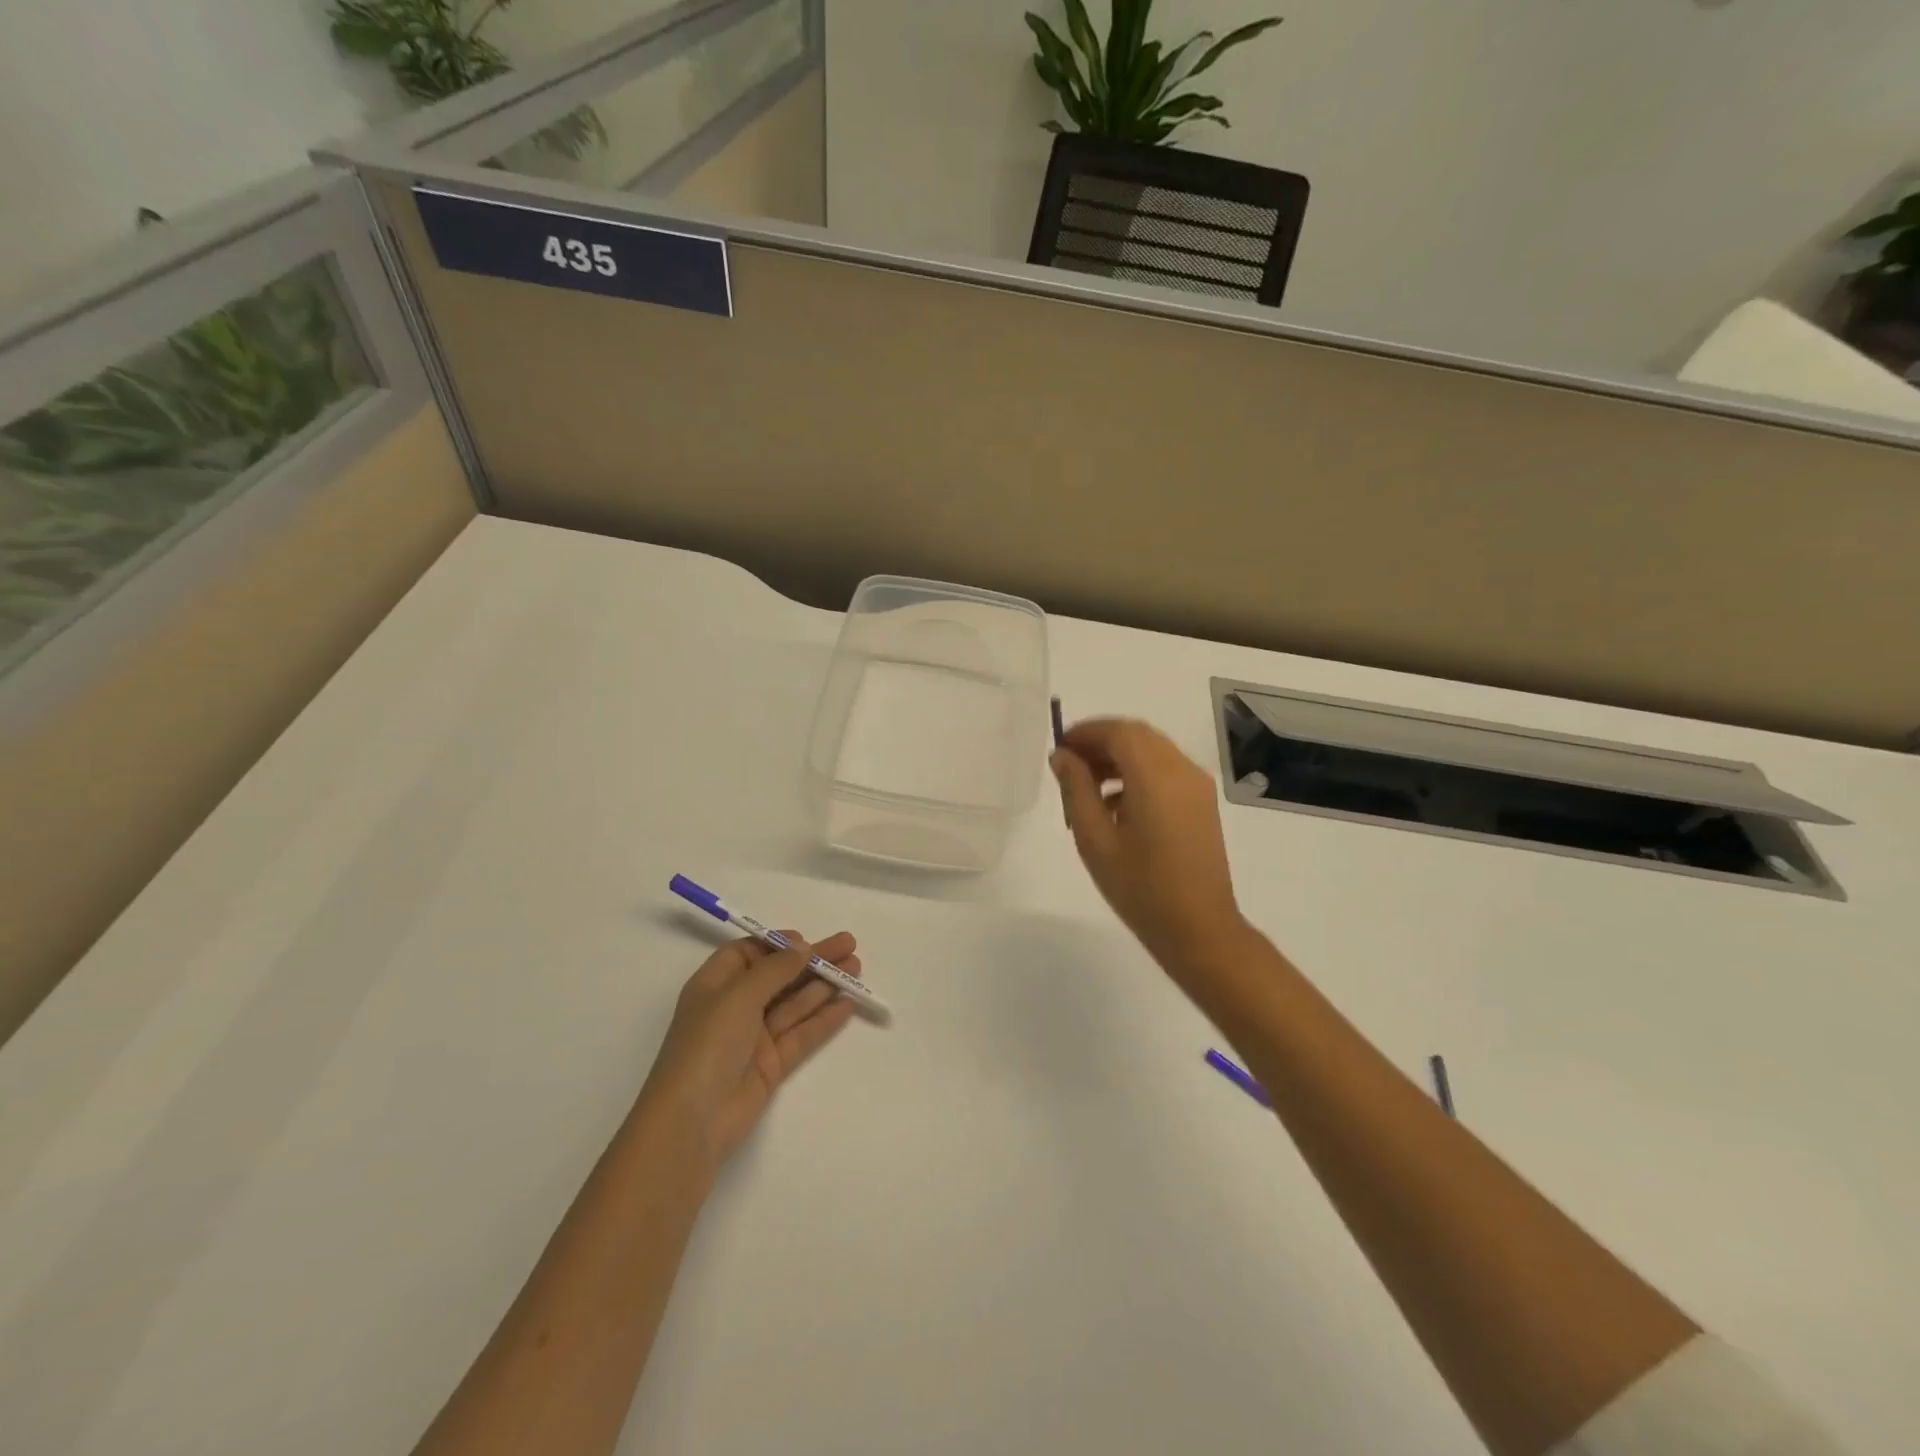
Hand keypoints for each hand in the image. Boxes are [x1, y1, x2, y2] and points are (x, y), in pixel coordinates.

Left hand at [640, 931, 861, 1170]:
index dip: (777, 944)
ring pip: (794, 1003)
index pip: (748, 954)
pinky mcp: (770, 1065)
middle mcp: (734, 1007)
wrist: (692, 1121)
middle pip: (778, 976)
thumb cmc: (707, 1045)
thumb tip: (802, 947)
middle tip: (850, 946)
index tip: (807, 941)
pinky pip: (801, 1034)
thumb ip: (775, 969)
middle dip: (812, 961)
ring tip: (857, 968)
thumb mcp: (738, 996)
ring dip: (824, 984)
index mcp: (714, 985)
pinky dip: (824, 1018)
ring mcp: (753, 1038)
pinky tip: (848, 1004)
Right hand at [1050, 718, 1244, 967]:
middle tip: (1069, 765)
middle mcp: (1182, 770)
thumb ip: (1076, 790)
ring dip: (1119, 756)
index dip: (1086, 733)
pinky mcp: (1202, 802)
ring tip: (1088, 787)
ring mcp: (1197, 786)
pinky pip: (1166, 769)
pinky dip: (1138, 772)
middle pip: (1137, 735)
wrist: (1199, 928)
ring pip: (1153, 750)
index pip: (1118, 732)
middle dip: (1101, 741)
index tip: (1059, 749)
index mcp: (1155, 777)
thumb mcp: (1095, 840)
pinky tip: (1116, 805)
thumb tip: (1063, 756)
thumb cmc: (1140, 888)